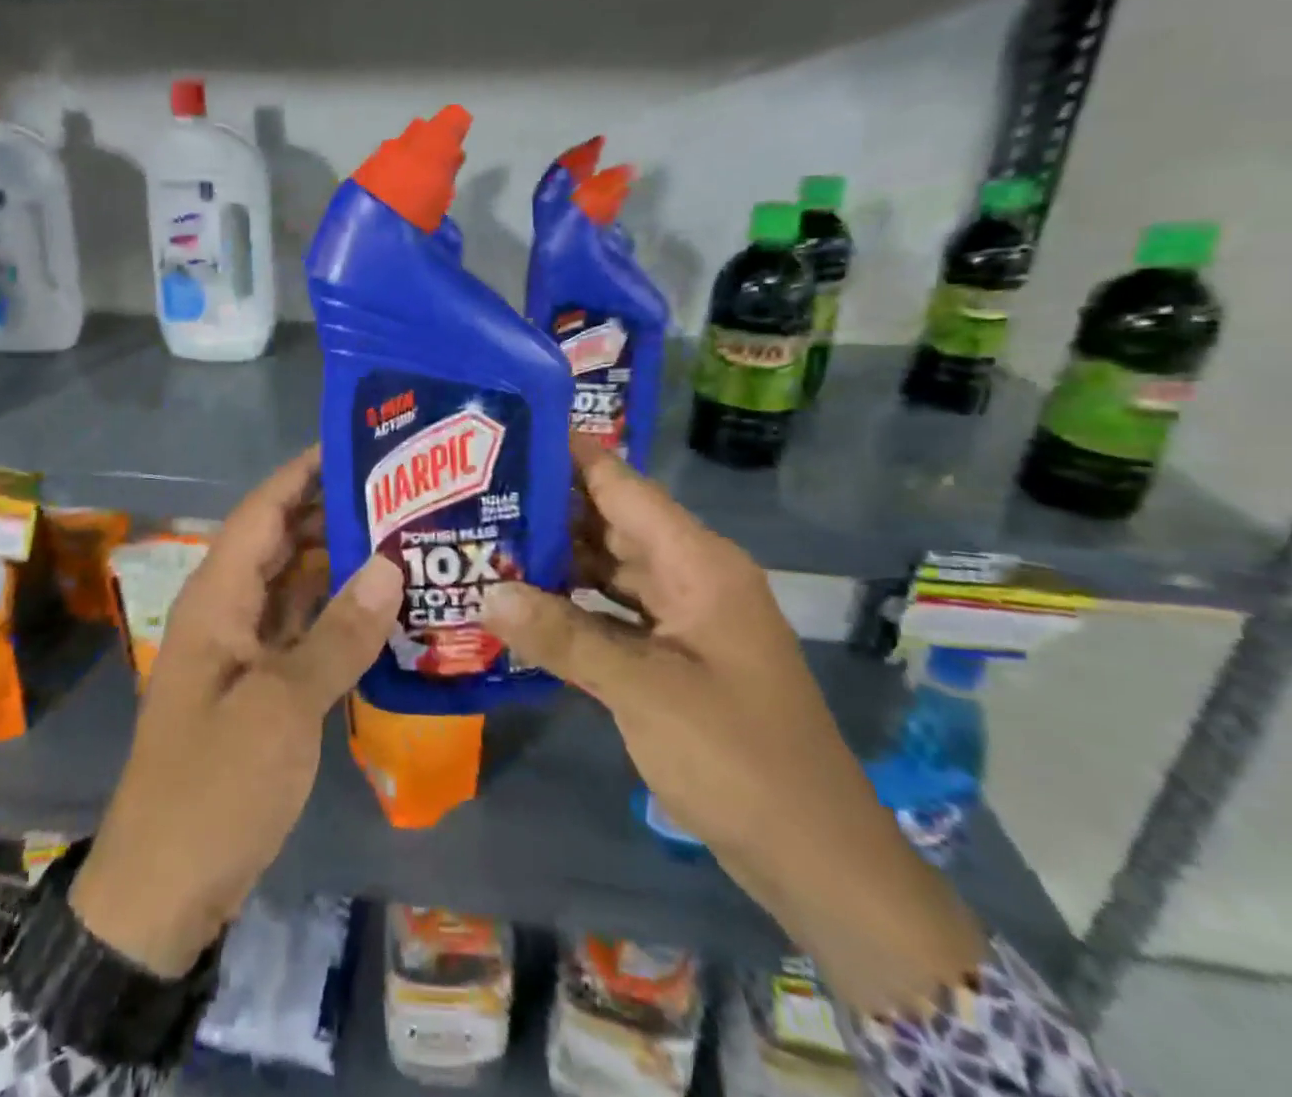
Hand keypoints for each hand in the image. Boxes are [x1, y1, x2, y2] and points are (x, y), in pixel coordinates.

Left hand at [71, 446, 402, 975]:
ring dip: (341, 564)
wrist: (165, 889)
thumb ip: (339, 634)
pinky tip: (385, 608)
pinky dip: (339, 615)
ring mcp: (244, 651)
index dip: (302, 472)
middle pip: (282, 543)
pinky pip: (303, 630)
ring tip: (404, 537)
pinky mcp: (262, 687)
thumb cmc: (214, 787)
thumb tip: (390, 565)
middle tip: (401, 492)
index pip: (261, 512)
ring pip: (296, 586)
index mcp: (217, 599)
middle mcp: (228, 612)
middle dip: (333, 513)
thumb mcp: (282, 708)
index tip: (355, 443)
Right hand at [482, 438, 984, 1012]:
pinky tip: (523, 606)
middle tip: (475, 495)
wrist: (816, 857)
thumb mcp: (645, 692)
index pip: (622, 484)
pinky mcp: (673, 654)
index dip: (567, 455)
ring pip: (608, 568)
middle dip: (547, 508)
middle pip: (610, 521)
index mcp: (697, 562)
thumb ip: (564, 636)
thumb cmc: (739, 759)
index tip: (505, 435)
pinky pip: (613, 611)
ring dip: (554, 559)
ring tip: (486, 542)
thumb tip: (486, 593)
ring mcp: (683, 616)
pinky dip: (572, 606)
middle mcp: (690, 575)